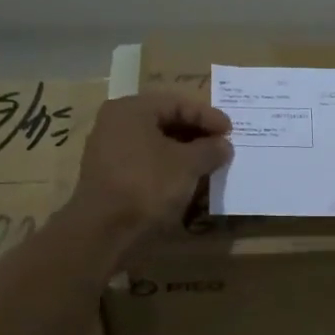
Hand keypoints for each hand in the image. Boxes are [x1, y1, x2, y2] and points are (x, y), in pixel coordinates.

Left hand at [71, 93, 232, 246]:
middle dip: (196, 134)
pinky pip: (145, 162)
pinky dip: (167, 167)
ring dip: (183, 152)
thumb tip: (224, 145)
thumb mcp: (188, 164)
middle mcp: (115, 122)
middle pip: (165, 121)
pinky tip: (185, 180)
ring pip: (155, 143)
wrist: (103, 230)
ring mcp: (108, 150)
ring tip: (208, 164)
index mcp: (131, 109)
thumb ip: (210, 150)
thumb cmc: (147, 184)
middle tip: (221, 146)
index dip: (208, 116)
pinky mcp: (109, 175)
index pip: (178, 103)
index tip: (231, 131)